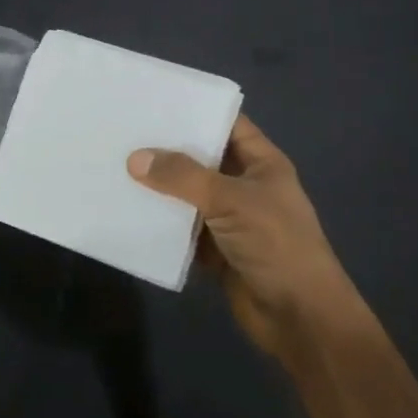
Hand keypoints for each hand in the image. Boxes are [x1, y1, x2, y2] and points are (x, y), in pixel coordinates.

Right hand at [128, 114, 354, 359]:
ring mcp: (230, 218)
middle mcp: (245, 185)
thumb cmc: (277, 246)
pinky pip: (181, 228)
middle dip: (167, 147)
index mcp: (261, 163)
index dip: (195, 109)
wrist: (301, 320)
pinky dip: (160, 222)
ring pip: (188, 194)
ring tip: (116, 164)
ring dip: (159, 186)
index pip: (226, 123)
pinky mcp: (215, 250)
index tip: (154, 98)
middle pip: (201, 157)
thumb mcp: (232, 201)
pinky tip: (126, 209)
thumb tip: (135, 158)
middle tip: (123, 129)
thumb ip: (183, 177)